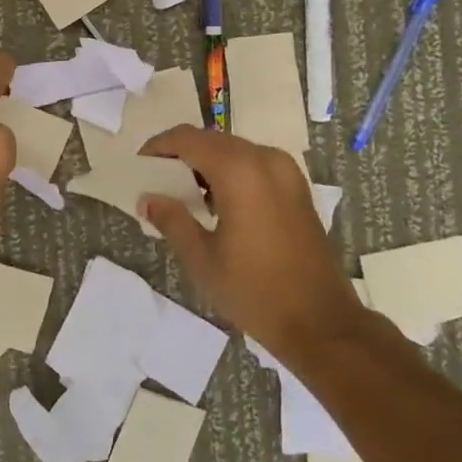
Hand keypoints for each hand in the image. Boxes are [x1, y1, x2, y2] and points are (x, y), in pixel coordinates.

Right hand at [141, 126, 365, 359]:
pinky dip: (230, 171)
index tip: (140, 165)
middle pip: (211, 139)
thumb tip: (147, 198)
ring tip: (183, 193)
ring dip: (206, 162)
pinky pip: (254, 163)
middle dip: (181, 154)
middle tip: (157, 180)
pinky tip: (218, 202)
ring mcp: (285, 170)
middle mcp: (264, 158)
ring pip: (234, 149)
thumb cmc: (255, 291)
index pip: (187, 138)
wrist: (321, 322)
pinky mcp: (297, 186)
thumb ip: (171, 220)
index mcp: (238, 170)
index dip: (159, 146)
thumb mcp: (202, 259)